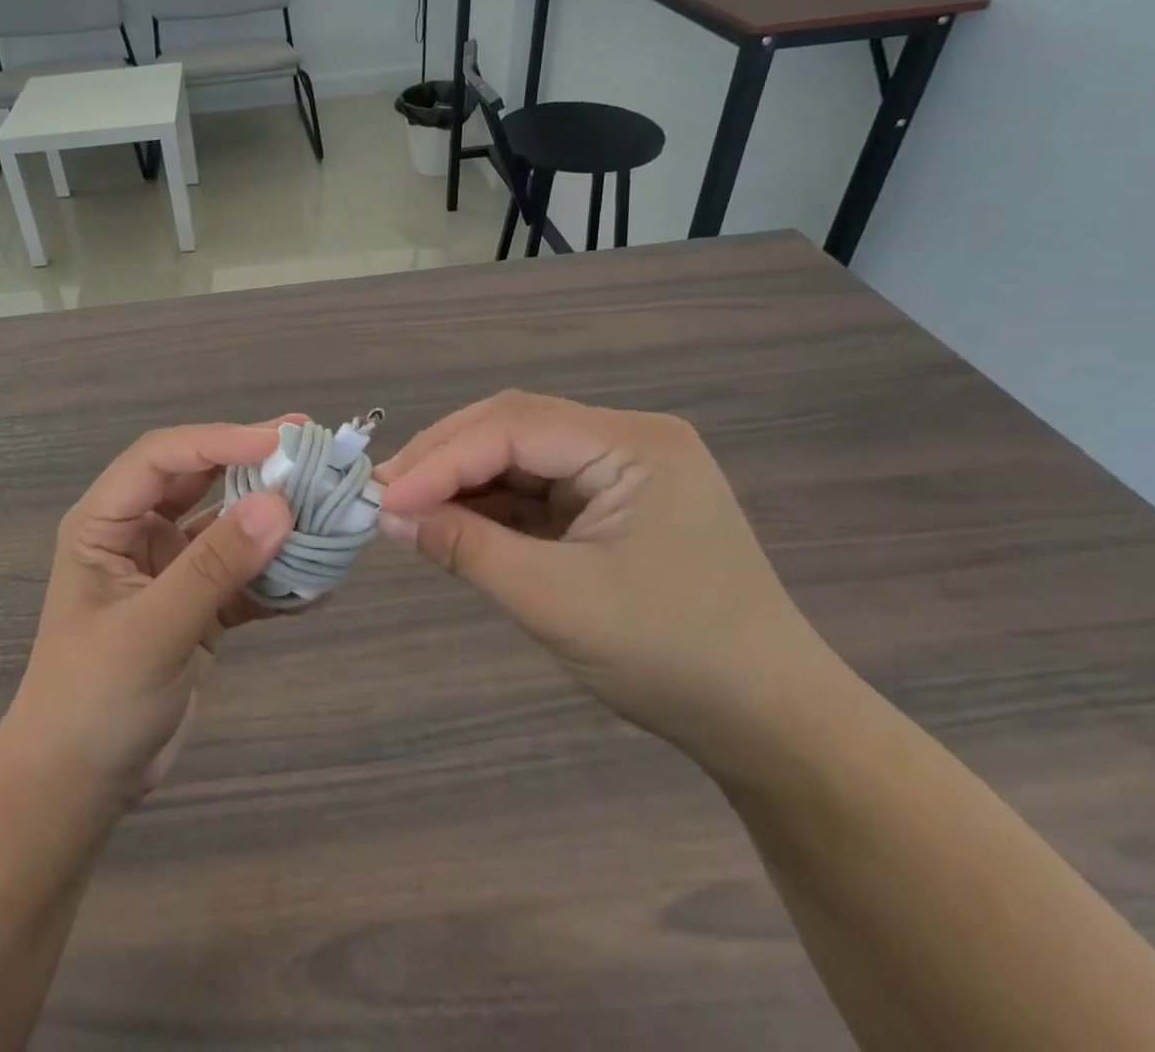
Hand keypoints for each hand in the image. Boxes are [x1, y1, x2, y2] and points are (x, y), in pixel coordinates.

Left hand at [0, 423, 295, 813]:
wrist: (78, 789)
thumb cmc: (92, 701)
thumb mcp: (151, 629)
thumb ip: (214, 567)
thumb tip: (281, 506)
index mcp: (106, 522)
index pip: (163, 458)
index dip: (220, 440)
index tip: (281, 441)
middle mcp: (139, 534)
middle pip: (201, 479)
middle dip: (253, 463)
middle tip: (312, 445)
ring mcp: (172, 571)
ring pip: (229, 526)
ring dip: (274, 520)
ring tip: (328, 508)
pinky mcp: (199, 607)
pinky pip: (245, 577)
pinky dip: (280, 578)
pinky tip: (321, 582)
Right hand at [374, 391, 844, 771]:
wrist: (771, 727)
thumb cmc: (674, 658)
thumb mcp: (556, 602)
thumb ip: (467, 549)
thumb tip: (390, 518)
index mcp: (634, 445)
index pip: (514, 428)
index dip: (441, 459)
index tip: (383, 498)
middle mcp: (627, 440)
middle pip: (513, 428)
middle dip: (444, 459)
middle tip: (385, 494)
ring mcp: (620, 471)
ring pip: (518, 457)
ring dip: (462, 482)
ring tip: (407, 510)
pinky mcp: (609, 504)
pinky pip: (535, 490)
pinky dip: (490, 506)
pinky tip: (453, 523)